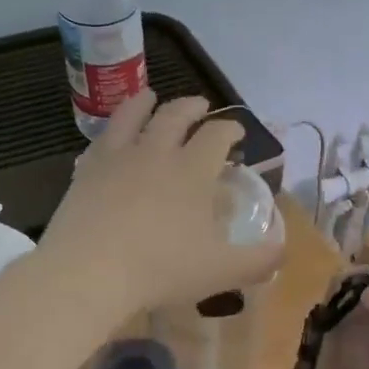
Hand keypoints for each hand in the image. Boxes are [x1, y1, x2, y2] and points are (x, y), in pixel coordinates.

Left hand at [40, 91, 284, 317]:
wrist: (89, 272)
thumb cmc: (162, 268)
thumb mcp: (221, 271)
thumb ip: (258, 260)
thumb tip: (282, 251)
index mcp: (193, 170)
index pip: (217, 135)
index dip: (231, 128)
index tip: (237, 132)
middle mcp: (157, 152)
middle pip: (176, 116)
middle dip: (192, 106)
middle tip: (200, 106)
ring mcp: (117, 158)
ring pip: (133, 115)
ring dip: (145, 102)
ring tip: (150, 96)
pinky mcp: (86, 171)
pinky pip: (101, 140)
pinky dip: (112, 131)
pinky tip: (111, 138)